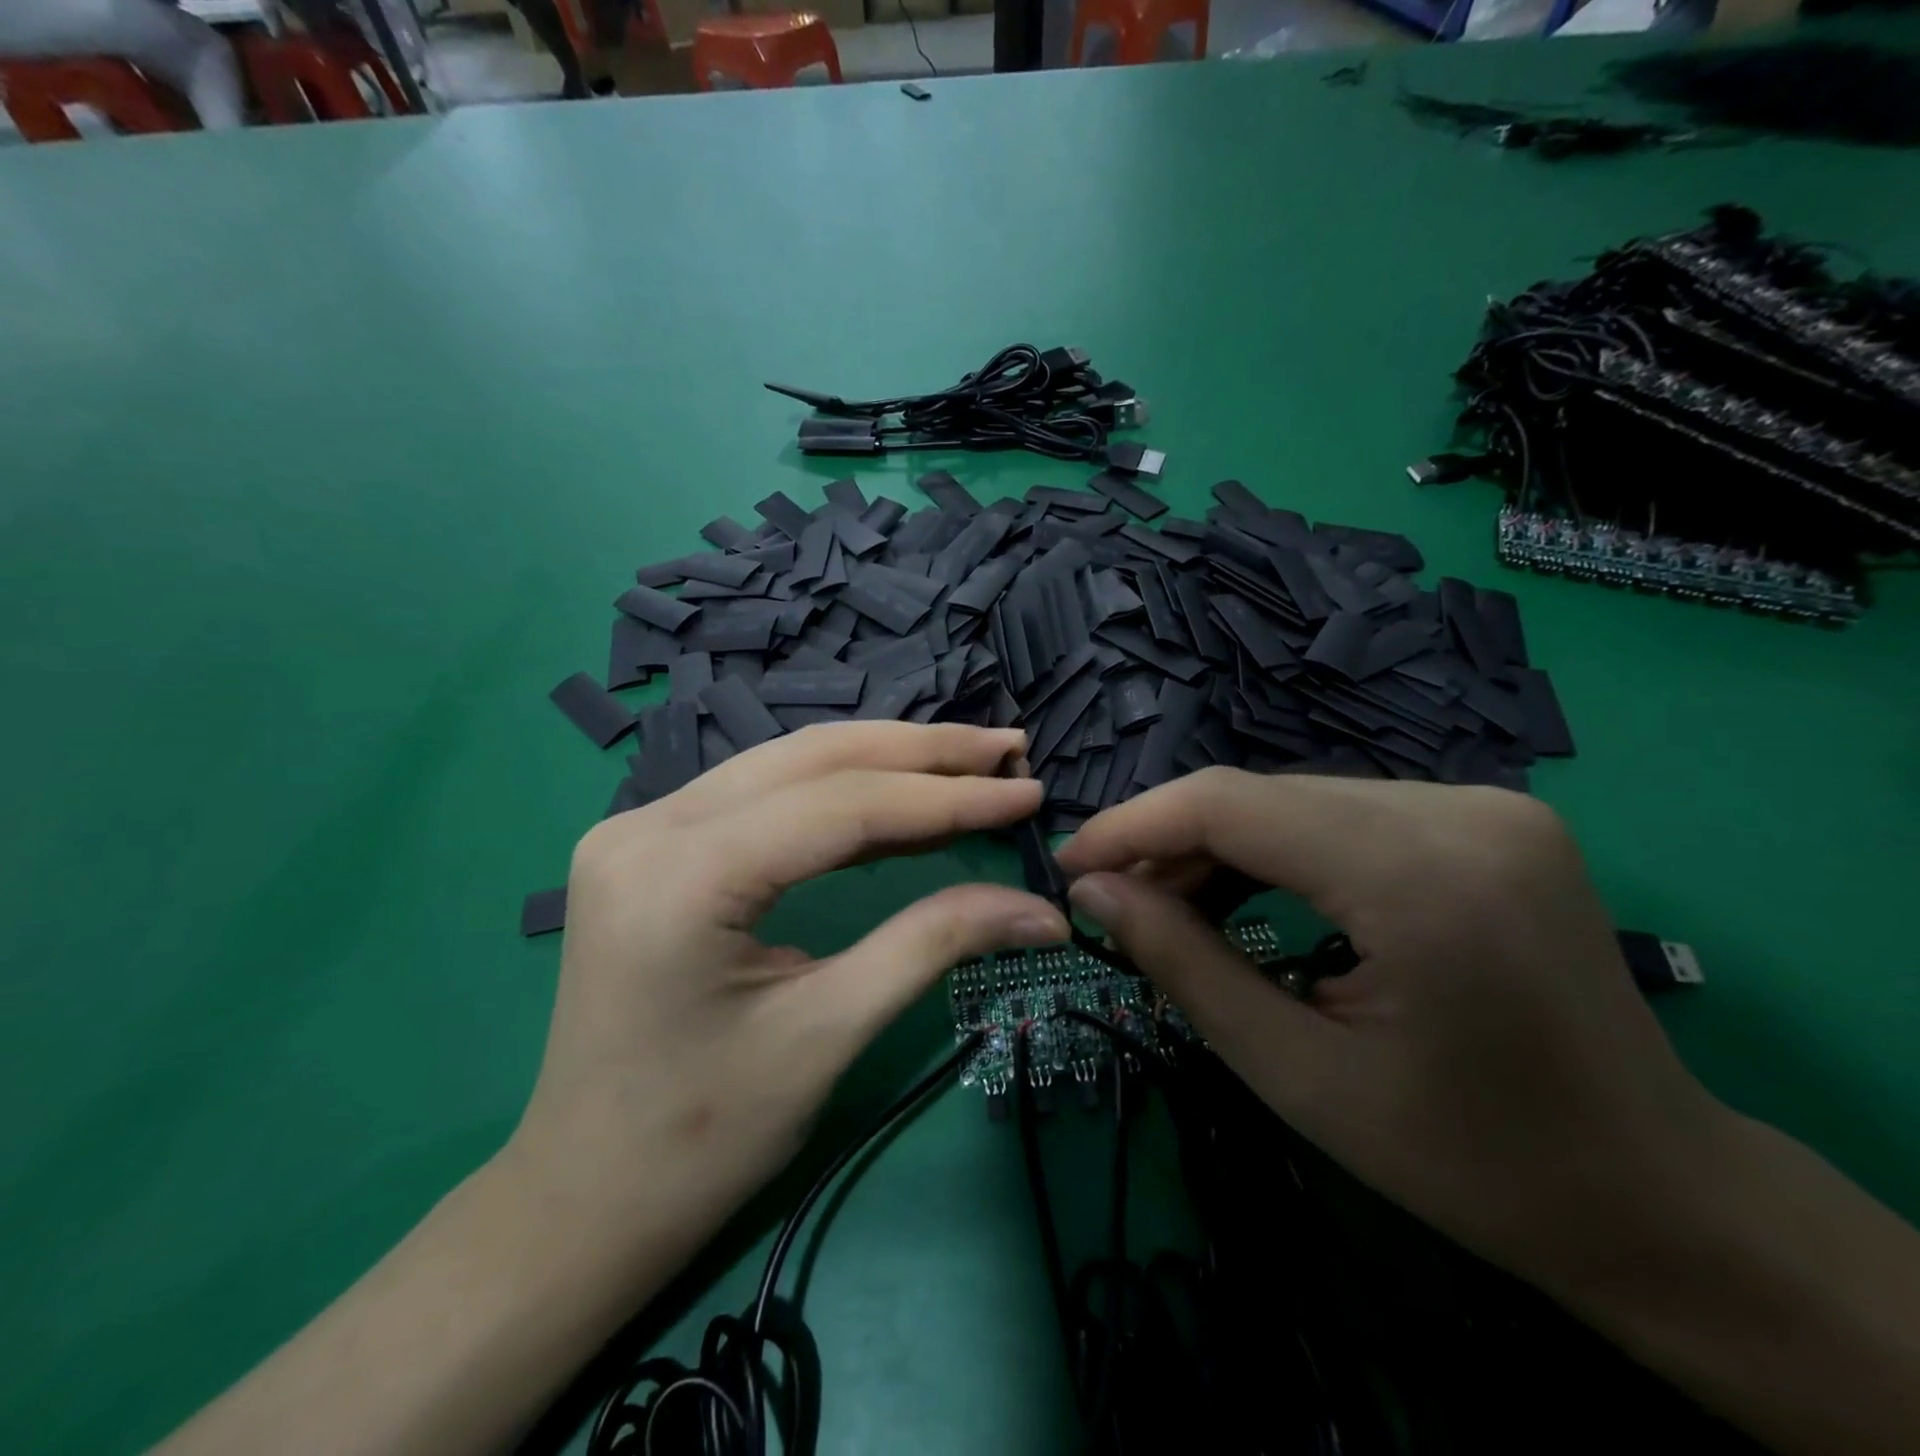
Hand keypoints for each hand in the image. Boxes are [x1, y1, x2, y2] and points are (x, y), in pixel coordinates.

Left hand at [506, 722, 1068, 1282]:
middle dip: (922, 752)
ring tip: (969, 759)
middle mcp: (649, 825)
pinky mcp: (653, 844)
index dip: (947, 796)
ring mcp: (642, 828)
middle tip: (1007, 748)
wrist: (582, 1199)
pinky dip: (841, 789)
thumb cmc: (702, 1138)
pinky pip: (764, 794)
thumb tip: (1043, 911)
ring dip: (886, 758)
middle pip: (813, 760)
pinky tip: (899, 794)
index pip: (841, 805)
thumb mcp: (829, 1033)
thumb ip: (935, 944)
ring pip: (789, 763)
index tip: (1026, 792)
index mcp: (681, 876)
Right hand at [1054, 769, 1725, 1297]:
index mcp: (1421, 876)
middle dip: (1171, 840)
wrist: (1657, 1196)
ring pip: (1297, 797)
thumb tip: (1093, 892)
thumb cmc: (1470, 1160)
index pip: (1231, 804)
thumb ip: (1182, 964)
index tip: (1070, 864)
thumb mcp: (1297, 1073)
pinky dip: (1278, 846)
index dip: (1134, 825)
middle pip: (1261, 793)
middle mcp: (1459, 810)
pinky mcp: (1486, 818)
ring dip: (1221, 843)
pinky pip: (1342, 812)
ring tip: (1171, 902)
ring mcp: (1484, 805)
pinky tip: (1246, 891)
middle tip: (1114, 898)